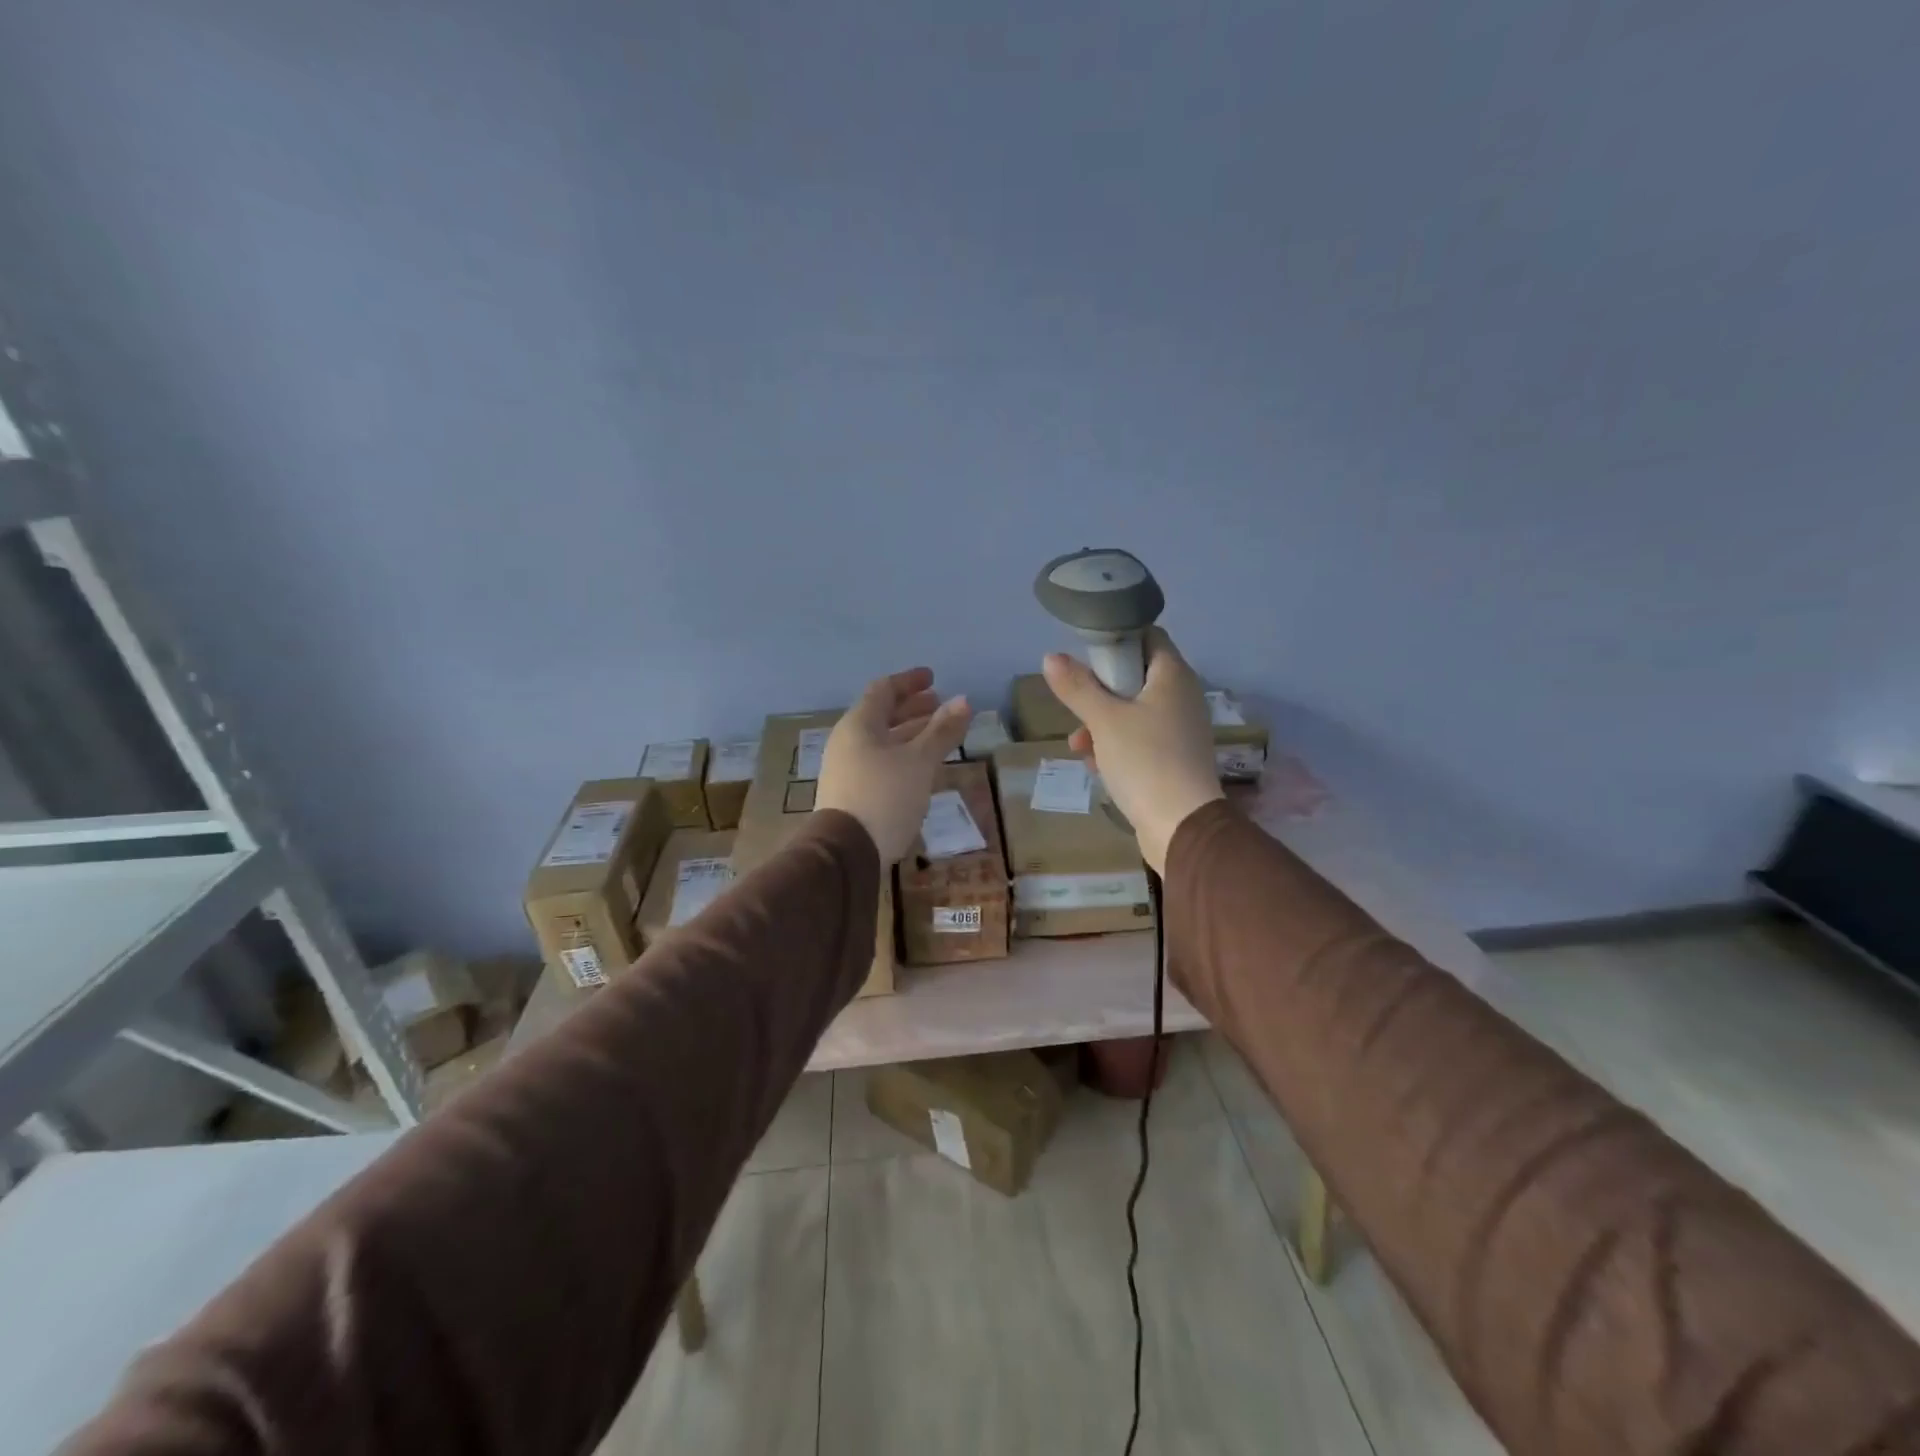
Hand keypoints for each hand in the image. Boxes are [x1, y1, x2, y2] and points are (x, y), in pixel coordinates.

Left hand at [816, 667, 971, 862]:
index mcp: (859, 724)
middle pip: (882, 716)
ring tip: (939, 736)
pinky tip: (923, 769)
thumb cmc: (884, 796)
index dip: (909, 682)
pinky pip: (881, 764)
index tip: (933, 679)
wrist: (846, 853)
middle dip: (913, 709)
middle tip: (940, 706)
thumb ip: (942, 731)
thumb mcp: (920, 761)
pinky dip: (904, 758)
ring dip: (911, 735)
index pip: (883, 690)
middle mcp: (848, 742)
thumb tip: (964, 700)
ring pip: (883, 742)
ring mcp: (847, 770)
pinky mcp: (853, 795)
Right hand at [1042, 627, 1223, 874]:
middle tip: (1076, 704)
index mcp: (1173, 676)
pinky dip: (1117, 747)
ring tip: (1079, 747)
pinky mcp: (1175, 759)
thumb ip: (1077, 687)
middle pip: (1135, 677)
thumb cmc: (1145, 761)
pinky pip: (1141, 741)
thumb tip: (1051, 657)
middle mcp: (1183, 697)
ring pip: (1133, 712)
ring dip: (1102, 725)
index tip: (1086, 654)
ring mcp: (1181, 730)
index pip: (1148, 636)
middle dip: (1100, 691)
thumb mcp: (1104, 721)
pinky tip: (1097, 767)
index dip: (1116, 639)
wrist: (1181, 827)